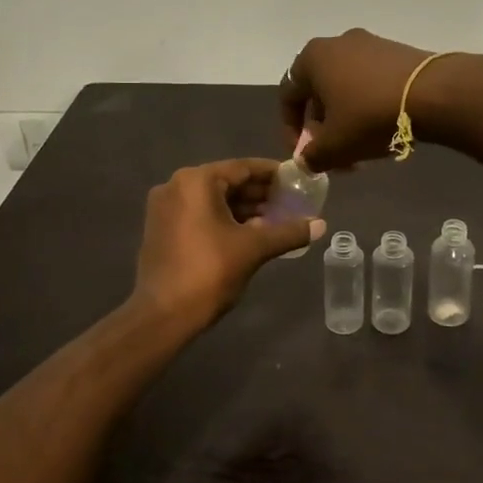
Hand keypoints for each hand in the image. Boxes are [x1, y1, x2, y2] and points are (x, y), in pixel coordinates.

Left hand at [131, 159, 325, 331]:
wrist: (163, 314)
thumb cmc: (210, 272)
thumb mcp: (254, 249)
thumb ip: (288, 232)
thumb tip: (321, 225)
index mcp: (196, 181)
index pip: (243, 168)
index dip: (274, 174)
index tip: (298, 181)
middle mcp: (176, 186)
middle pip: (227, 182)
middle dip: (260, 194)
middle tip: (291, 203)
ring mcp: (165, 208)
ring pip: (214, 200)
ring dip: (244, 209)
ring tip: (276, 220)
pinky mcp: (162, 228)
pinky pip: (200, 214)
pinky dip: (224, 220)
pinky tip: (250, 233)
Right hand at [277, 29, 440, 170]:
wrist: (433, 94)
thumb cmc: (369, 116)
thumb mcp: (334, 146)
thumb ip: (312, 157)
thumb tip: (306, 162)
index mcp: (313, 58)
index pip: (288, 96)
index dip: (291, 130)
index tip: (304, 155)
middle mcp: (338, 43)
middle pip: (320, 94)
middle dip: (325, 130)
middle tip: (336, 158)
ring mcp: (370, 44)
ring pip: (347, 90)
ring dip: (347, 122)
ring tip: (361, 151)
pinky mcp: (397, 53)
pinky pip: (371, 83)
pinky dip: (369, 107)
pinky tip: (383, 131)